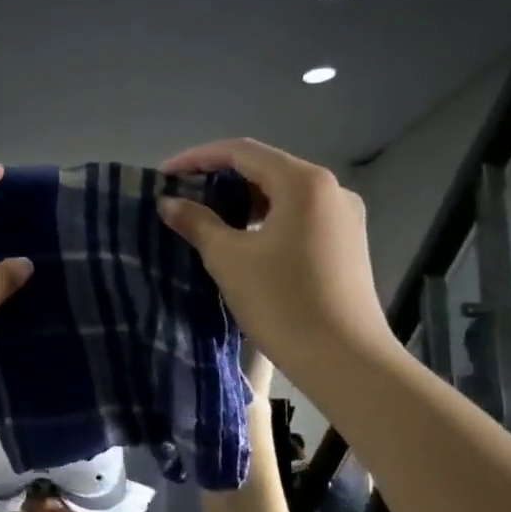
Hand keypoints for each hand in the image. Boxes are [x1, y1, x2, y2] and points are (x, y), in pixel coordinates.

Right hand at [158, 139, 398, 392]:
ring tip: (206, 218)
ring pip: (283, 194)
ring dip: (242, 201)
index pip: (242, 152)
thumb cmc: (282, 301)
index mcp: (303, 182)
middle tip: (182, 196)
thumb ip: (196, 222)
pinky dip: (265, 219)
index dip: (198, 158)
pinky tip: (243, 240)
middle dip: (220, 178)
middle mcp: (331, 189)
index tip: (164, 175)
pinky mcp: (346, 243)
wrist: (344, 359)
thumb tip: (169, 202)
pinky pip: (298, 216)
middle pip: (265, 169)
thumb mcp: (228, 259)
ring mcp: (343, 217)